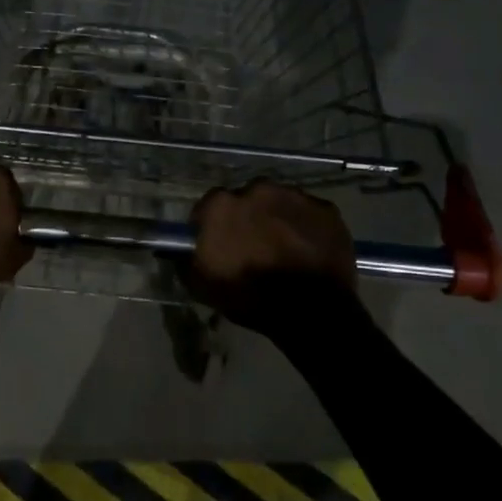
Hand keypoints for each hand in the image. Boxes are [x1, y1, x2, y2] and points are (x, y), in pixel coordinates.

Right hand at [183, 180, 357, 331]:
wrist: (310, 310)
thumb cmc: (249, 297)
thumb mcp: (202, 285)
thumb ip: (185, 259)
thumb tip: (175, 249)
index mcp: (222, 205)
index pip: (209, 207)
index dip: (213, 226)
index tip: (219, 244)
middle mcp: (257, 189)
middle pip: (247, 199)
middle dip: (248, 218)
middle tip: (254, 246)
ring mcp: (295, 196)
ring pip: (279, 203)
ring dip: (277, 219)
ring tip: (283, 249)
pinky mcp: (326, 208)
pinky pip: (309, 214)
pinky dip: (306, 227)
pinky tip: (307, 250)